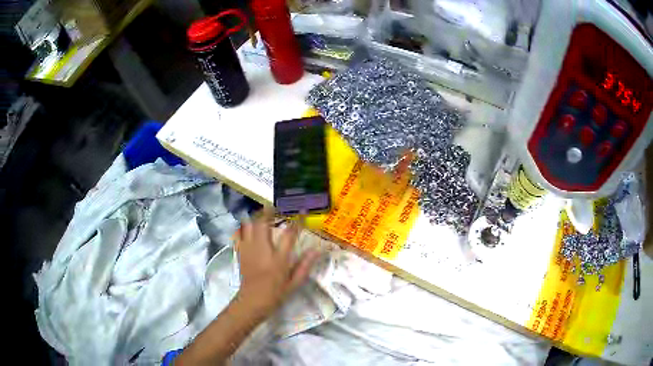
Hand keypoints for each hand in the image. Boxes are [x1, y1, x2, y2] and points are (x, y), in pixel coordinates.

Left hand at [235, 209, 319, 317]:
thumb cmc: (276, 294)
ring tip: (263, 213)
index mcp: (278, 259)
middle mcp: (262, 250)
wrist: (252, 302)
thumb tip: (317, 250)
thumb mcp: (294, 283)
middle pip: (262, 223)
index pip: (289, 235)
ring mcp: (249, 250)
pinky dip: (243, 227)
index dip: (297, 221)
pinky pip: (239, 234)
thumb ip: (305, 265)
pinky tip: (248, 226)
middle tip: (276, 205)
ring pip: (249, 225)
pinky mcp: (240, 252)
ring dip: (256, 217)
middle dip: (269, 211)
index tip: (302, 212)